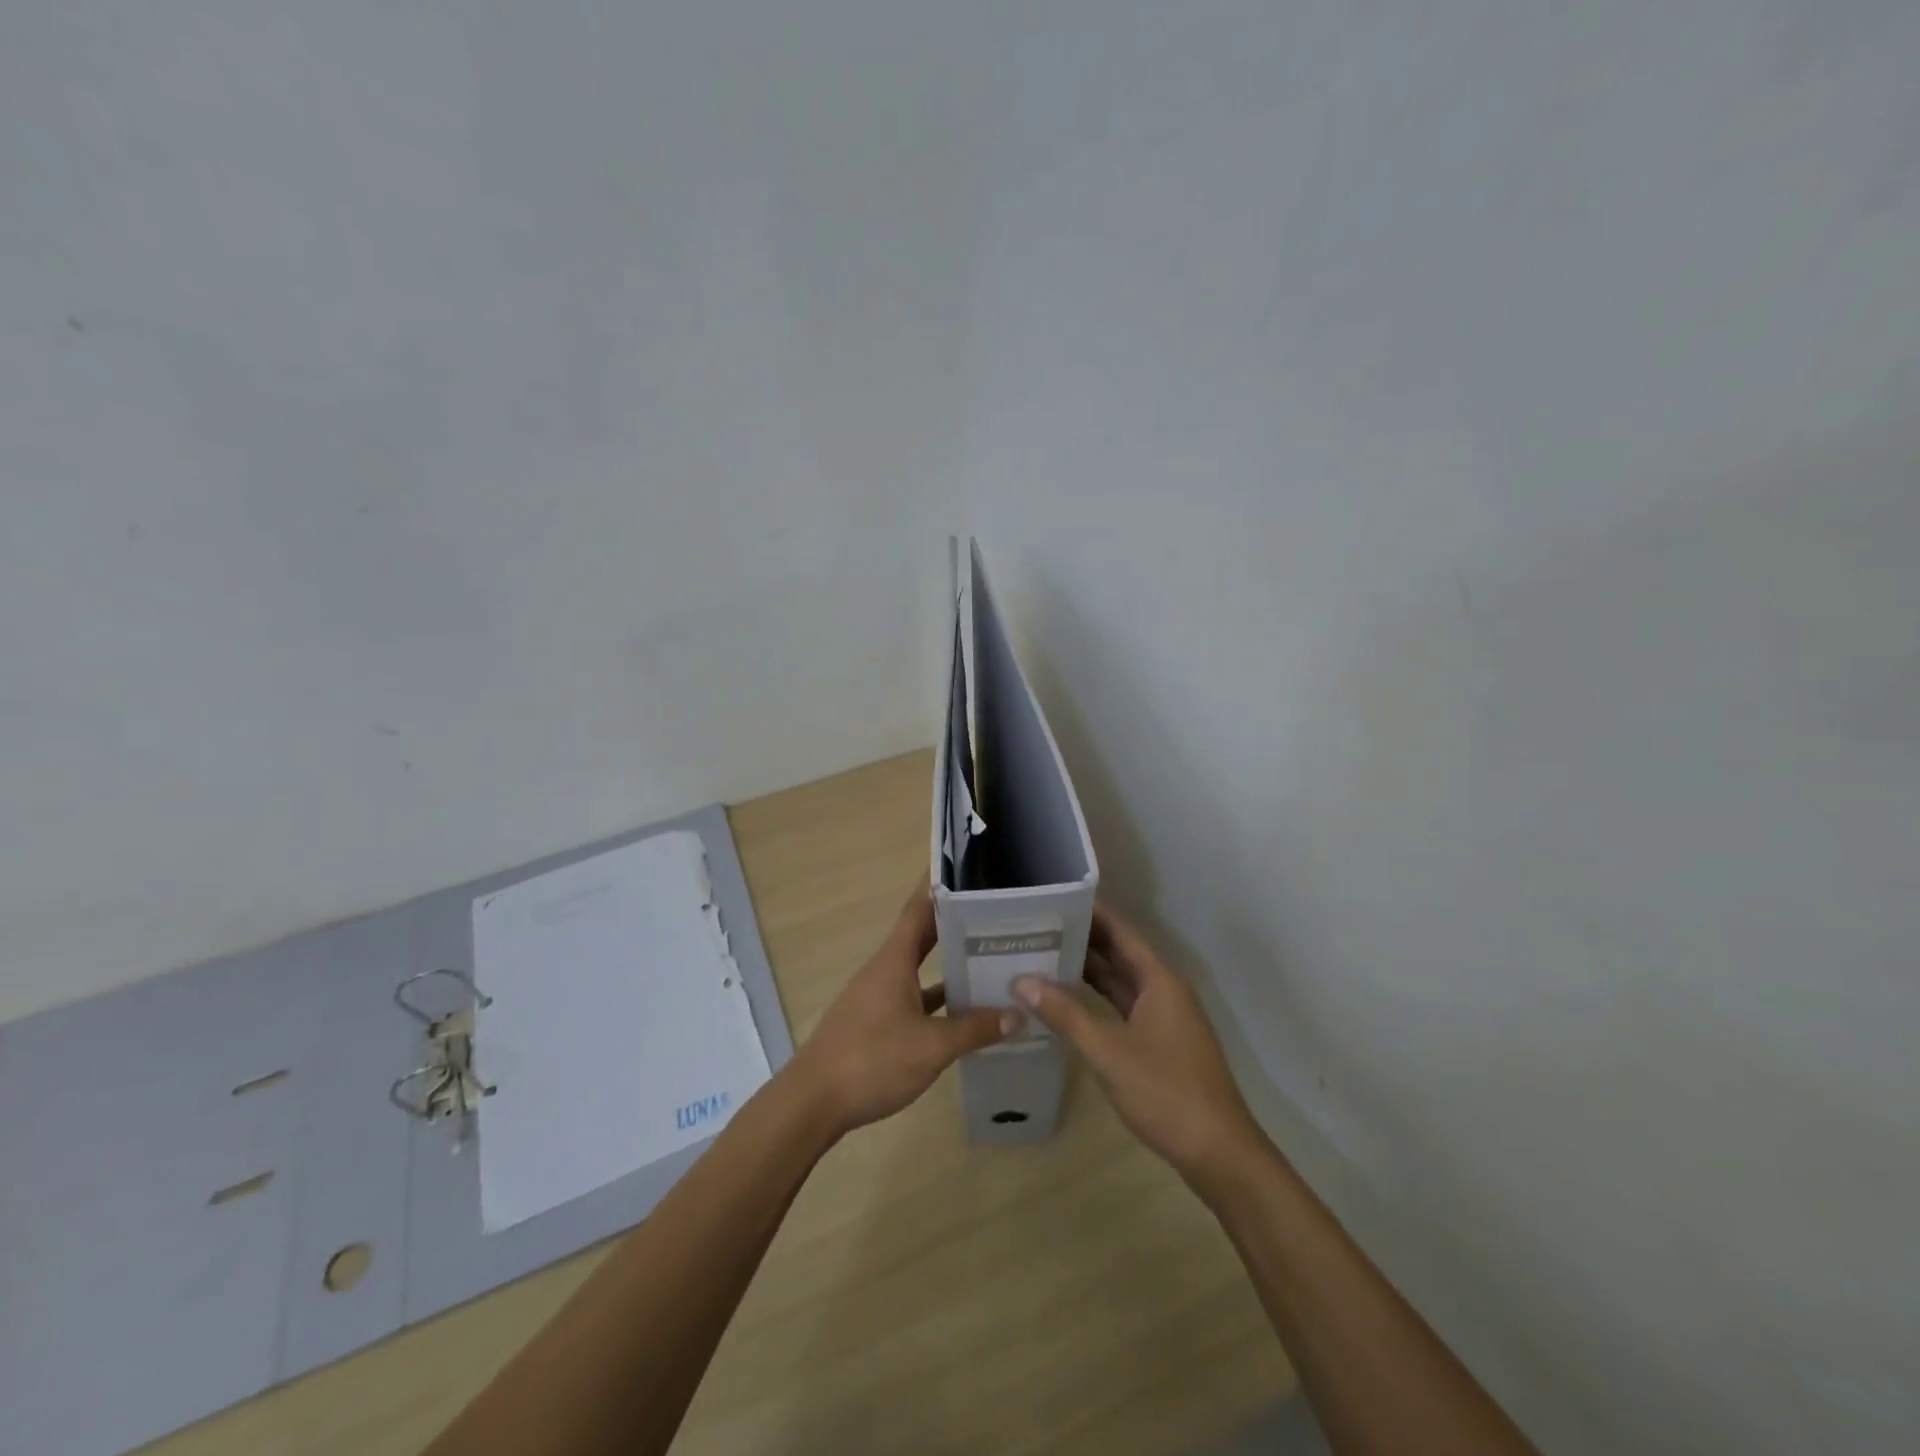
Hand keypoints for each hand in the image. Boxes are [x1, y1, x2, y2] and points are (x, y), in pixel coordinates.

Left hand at [787, 888, 1020, 1138]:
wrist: (814, 1102)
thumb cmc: (872, 1060)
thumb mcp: (931, 1047)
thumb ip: (974, 1029)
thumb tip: (1017, 1014)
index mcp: (894, 960)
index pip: (919, 909)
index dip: (939, 886)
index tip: (967, 869)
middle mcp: (885, 970)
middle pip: (922, 936)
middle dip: (954, 923)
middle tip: (994, 913)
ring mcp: (878, 997)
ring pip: (919, 969)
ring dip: (948, 963)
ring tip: (988, 957)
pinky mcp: (876, 1023)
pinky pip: (913, 998)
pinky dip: (937, 999)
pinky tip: (963, 1012)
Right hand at [1015, 904, 1262, 1183]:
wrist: (1218, 1153)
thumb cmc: (1165, 1092)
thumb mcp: (1108, 1052)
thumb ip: (1065, 1014)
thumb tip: (1022, 980)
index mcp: (1159, 980)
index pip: (1120, 931)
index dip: (1090, 912)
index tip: (1053, 899)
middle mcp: (1163, 990)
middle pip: (1119, 954)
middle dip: (1082, 940)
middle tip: (1037, 928)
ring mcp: (1164, 1018)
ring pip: (1120, 982)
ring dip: (1087, 971)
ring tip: (1043, 957)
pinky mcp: (1159, 1043)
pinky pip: (1123, 1007)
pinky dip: (1096, 1000)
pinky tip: (1067, 1003)